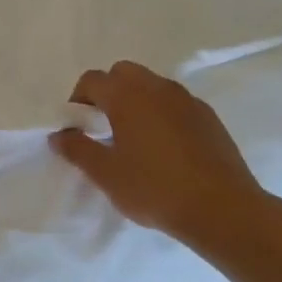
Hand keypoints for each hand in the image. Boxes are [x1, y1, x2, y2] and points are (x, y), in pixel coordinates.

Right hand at [51, 61, 272, 258]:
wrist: (222, 208)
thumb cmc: (154, 188)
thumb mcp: (106, 174)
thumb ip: (77, 149)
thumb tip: (59, 134)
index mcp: (127, 96)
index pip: (92, 80)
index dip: (77, 99)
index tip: (77, 127)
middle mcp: (157, 88)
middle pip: (123, 73)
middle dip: (108, 92)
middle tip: (102, 126)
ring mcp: (187, 100)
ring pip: (152, 85)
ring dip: (136, 101)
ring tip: (133, 138)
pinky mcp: (208, 116)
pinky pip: (175, 103)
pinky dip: (161, 113)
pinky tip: (163, 148)